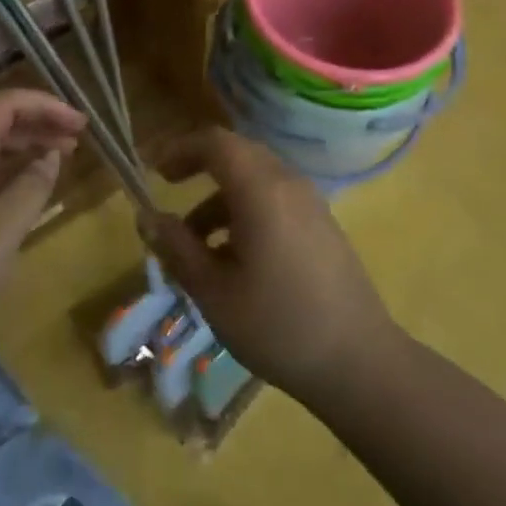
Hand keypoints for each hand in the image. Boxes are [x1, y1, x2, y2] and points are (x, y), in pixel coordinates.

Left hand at [0, 89, 83, 366]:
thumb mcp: (2, 228)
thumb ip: (33, 185)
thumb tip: (52, 155)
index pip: (4, 104)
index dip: (46, 106)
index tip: (82, 122)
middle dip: (39, 123)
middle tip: (80, 137)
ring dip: (27, 145)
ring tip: (65, 154)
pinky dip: (10, 170)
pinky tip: (32, 182)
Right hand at [145, 128, 394, 401]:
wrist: (360, 363)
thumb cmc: (278, 326)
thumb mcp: (213, 292)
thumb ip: (177, 248)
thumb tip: (146, 217)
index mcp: (261, 190)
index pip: (216, 142)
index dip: (180, 148)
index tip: (154, 172)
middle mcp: (288, 184)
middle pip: (237, 154)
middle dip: (199, 167)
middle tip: (169, 192)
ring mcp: (310, 203)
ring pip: (255, 179)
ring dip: (220, 197)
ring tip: (194, 243)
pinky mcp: (321, 225)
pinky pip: (275, 199)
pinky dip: (245, 211)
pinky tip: (233, 258)